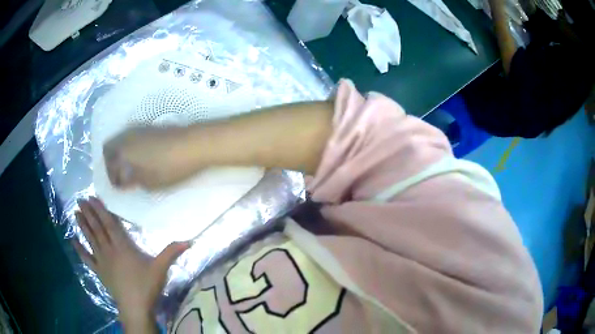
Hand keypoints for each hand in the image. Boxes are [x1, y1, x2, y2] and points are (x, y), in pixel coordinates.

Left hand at [72, 197, 190, 326]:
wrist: (135, 307)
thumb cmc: (146, 286)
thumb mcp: (160, 268)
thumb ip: (171, 253)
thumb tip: (189, 241)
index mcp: (122, 246)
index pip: (109, 223)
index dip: (100, 210)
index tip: (92, 197)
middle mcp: (108, 250)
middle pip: (97, 228)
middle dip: (88, 213)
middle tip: (80, 199)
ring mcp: (101, 261)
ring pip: (90, 239)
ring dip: (82, 225)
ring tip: (75, 212)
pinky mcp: (98, 272)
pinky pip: (86, 258)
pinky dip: (79, 249)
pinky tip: (72, 240)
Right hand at [103, 127, 202, 189]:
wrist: (194, 144)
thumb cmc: (169, 167)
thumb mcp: (149, 182)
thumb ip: (133, 181)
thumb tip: (124, 180)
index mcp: (123, 150)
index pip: (108, 162)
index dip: (112, 177)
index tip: (120, 187)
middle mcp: (127, 135)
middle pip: (110, 146)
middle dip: (111, 162)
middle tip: (121, 177)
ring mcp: (139, 128)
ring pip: (121, 140)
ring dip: (121, 154)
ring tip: (131, 169)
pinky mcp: (150, 126)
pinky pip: (132, 137)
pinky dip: (131, 148)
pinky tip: (141, 158)